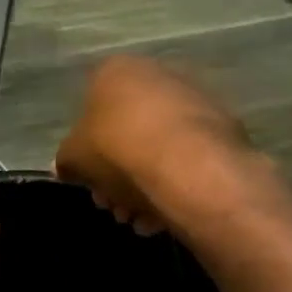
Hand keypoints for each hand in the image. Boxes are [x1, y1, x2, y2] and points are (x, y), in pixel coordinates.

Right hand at [55, 55, 258, 233]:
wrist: (189, 167)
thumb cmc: (118, 152)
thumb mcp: (74, 159)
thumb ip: (66, 161)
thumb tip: (67, 168)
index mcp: (116, 71)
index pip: (91, 108)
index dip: (87, 152)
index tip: (92, 183)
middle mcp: (157, 74)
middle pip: (127, 130)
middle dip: (118, 173)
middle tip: (115, 206)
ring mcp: (195, 98)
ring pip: (159, 146)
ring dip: (145, 184)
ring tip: (142, 220)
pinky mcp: (225, 125)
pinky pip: (189, 156)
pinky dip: (176, 183)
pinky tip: (166, 216)